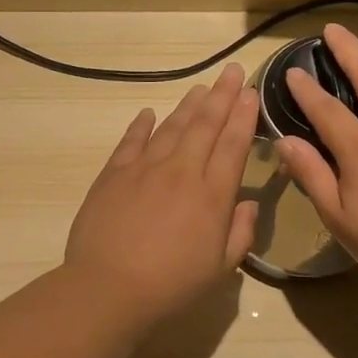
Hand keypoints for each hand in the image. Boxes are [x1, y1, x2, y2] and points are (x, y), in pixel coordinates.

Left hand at [64, 62, 259, 324]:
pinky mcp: (114, 173)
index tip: (250, 91)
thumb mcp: (219, 269)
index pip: (233, 145)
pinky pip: (132, 140)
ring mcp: (145, 168)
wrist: (108, 288)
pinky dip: (142, 124)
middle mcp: (182, 171)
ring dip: (189, 105)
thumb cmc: (171, 285)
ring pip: (172, 126)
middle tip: (232, 70)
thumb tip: (248, 203)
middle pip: (206, 125)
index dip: (243, 116)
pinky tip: (149, 112)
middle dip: (222, 95)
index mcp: (212, 194)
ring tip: (201, 87)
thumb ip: (240, 233)